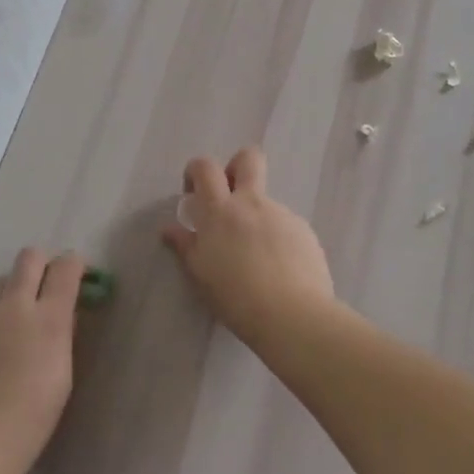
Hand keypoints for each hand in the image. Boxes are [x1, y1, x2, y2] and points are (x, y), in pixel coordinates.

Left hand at [0, 248, 82, 464]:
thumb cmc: (32, 418)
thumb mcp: (62, 374)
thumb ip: (63, 335)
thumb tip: (64, 314)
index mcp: (48, 318)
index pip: (65, 266)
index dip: (76, 265)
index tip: (82, 277)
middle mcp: (15, 307)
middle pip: (29, 257)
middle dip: (45, 264)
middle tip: (52, 288)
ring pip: (2, 279)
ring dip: (17, 286)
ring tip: (25, 316)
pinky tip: (2, 345)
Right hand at [161, 148, 334, 342]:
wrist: (293, 315)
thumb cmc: (236, 297)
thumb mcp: (201, 274)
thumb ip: (185, 246)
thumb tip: (169, 229)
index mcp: (221, 211)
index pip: (205, 167)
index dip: (197, 172)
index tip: (194, 195)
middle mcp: (253, 203)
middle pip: (248, 159)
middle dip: (236, 167)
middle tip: (229, 198)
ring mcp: (282, 214)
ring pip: (266, 202)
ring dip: (256, 218)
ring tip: (256, 260)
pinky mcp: (304, 231)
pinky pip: (285, 225)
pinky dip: (277, 240)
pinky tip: (278, 270)